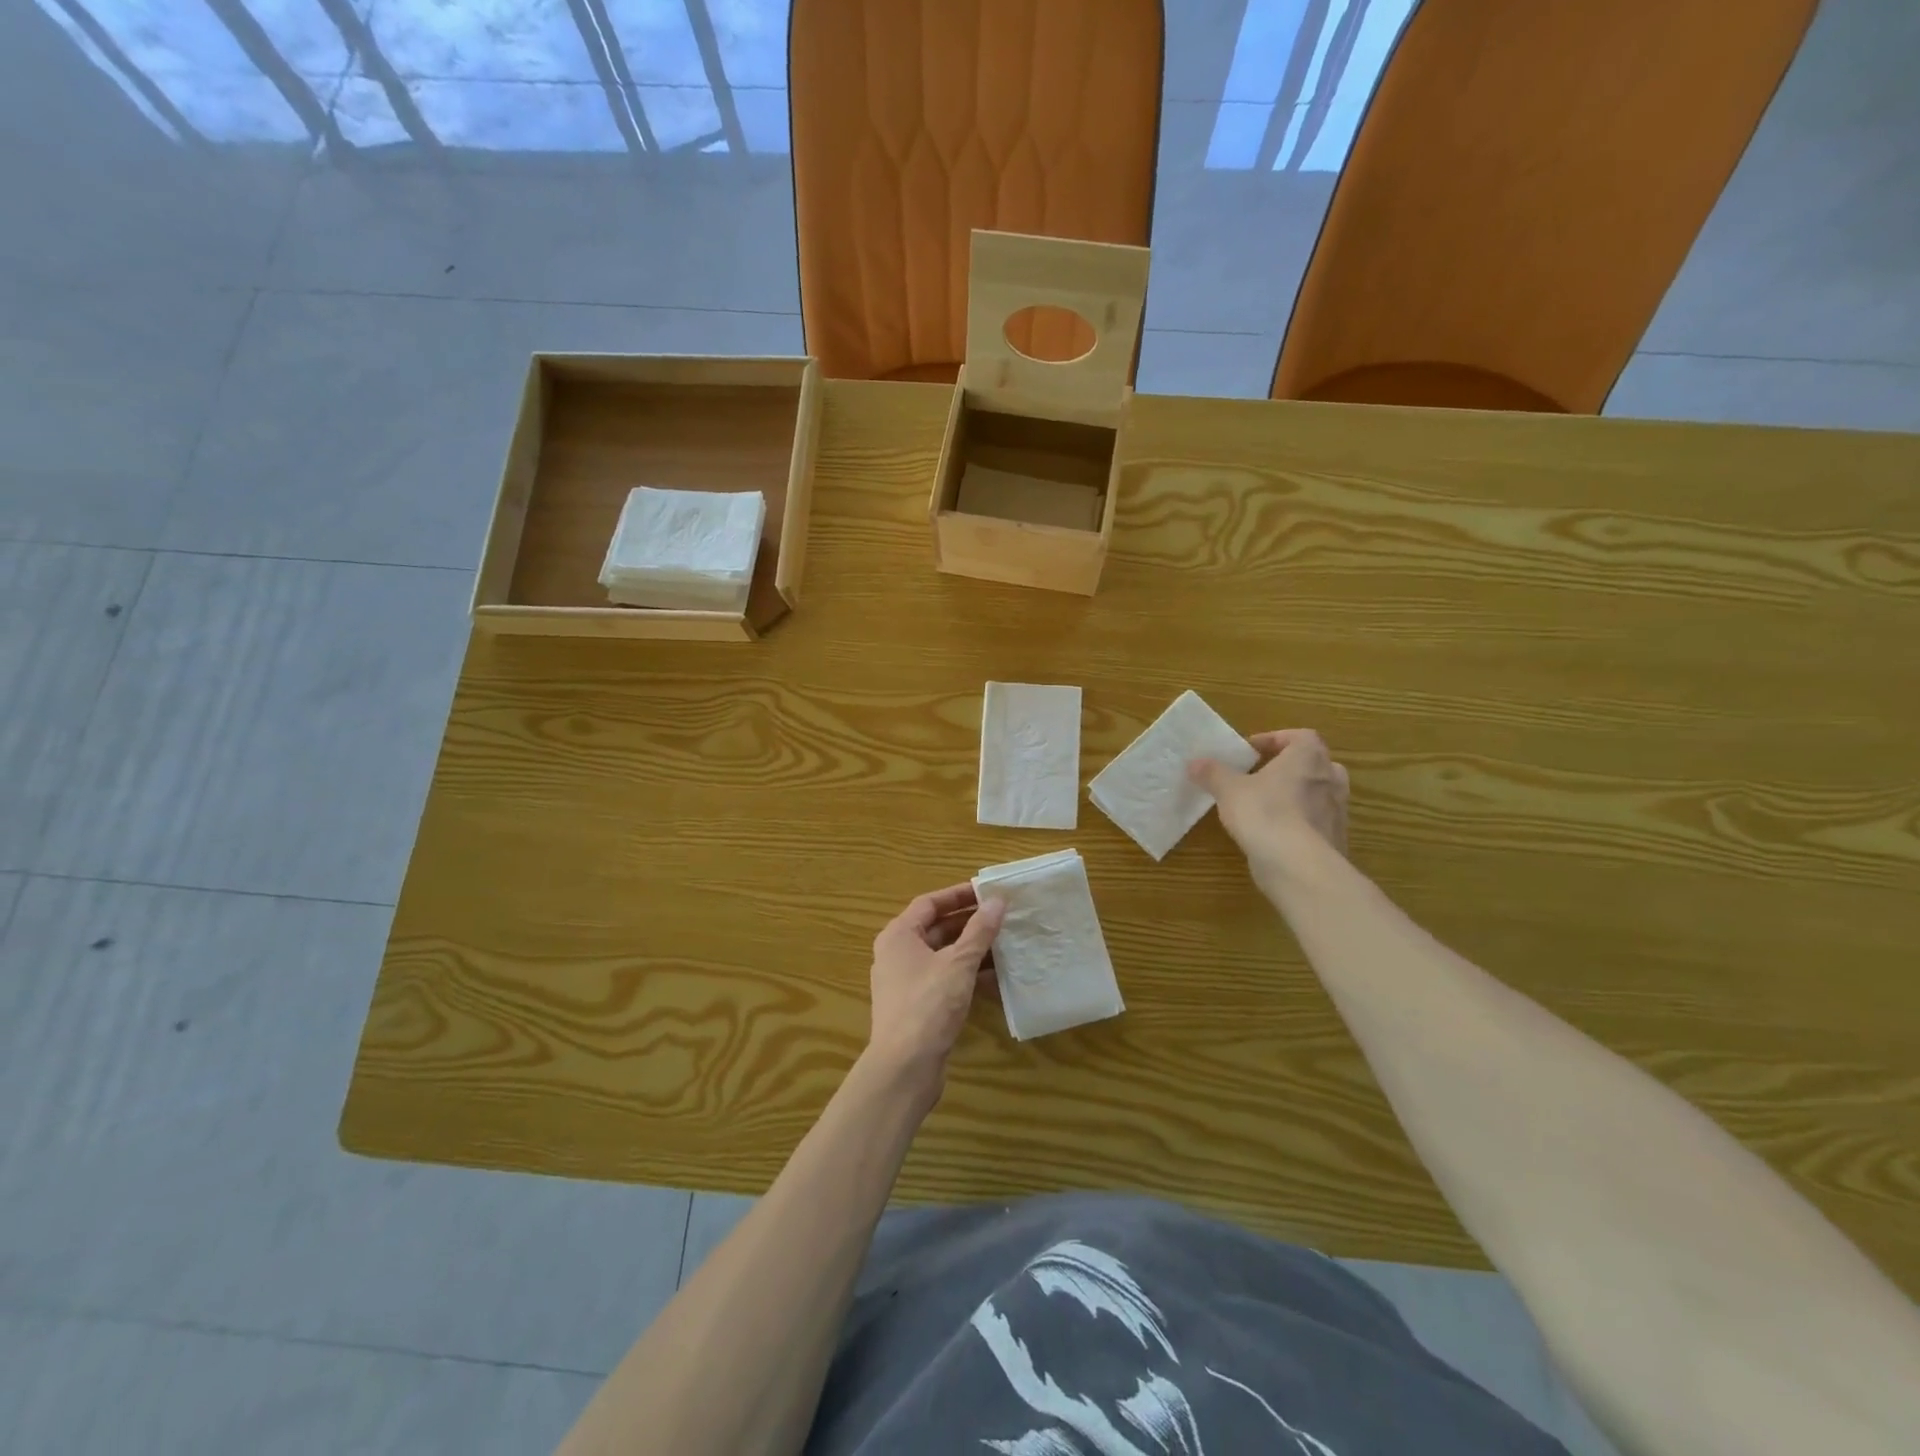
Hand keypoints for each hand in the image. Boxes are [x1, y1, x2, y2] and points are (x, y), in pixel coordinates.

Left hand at [866, 883, 1005, 1100]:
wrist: (905, 1067)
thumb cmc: (928, 1005)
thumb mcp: (959, 963)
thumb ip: (979, 931)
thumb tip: (997, 901)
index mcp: (899, 935)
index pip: (929, 903)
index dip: (958, 895)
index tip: (988, 892)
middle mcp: (898, 954)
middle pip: (937, 928)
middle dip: (970, 923)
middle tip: (1003, 917)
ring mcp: (906, 982)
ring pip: (943, 956)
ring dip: (972, 950)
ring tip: (1006, 944)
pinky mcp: (917, 1006)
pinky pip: (945, 980)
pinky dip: (967, 975)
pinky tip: (996, 978)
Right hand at [1189, 729, 1349, 882]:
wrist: (1299, 866)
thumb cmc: (1265, 813)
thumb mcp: (1229, 790)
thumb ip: (1212, 773)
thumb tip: (1194, 762)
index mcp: (1308, 757)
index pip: (1300, 736)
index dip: (1275, 739)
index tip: (1251, 751)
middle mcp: (1330, 779)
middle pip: (1314, 763)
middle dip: (1290, 767)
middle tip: (1263, 776)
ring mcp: (1338, 811)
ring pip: (1319, 793)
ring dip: (1297, 795)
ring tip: (1268, 805)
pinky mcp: (1336, 839)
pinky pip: (1317, 822)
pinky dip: (1300, 822)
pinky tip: (1276, 834)